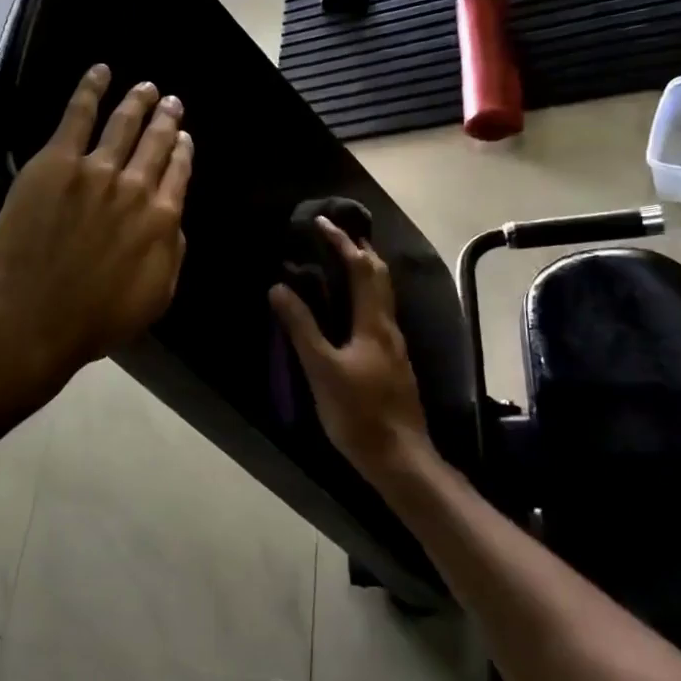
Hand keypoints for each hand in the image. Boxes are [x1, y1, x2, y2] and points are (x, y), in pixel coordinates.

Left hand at [0, 65, 192, 397]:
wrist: (36, 318)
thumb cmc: (97, 318)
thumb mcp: (156, 296)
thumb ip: (173, 252)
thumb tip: (175, 219)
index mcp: (163, 219)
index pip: (179, 172)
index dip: (183, 152)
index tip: (184, 138)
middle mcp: (136, 187)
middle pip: (157, 142)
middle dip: (167, 119)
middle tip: (172, 102)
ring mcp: (95, 170)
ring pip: (124, 124)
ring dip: (138, 101)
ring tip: (147, 87)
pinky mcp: (55, 163)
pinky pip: (77, 115)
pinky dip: (91, 89)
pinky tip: (101, 71)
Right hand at [269, 217, 434, 484]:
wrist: (400, 458)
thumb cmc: (358, 413)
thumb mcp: (322, 369)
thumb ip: (301, 327)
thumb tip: (279, 287)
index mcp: (374, 322)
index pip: (361, 268)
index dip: (341, 242)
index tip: (320, 222)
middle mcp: (388, 326)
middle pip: (379, 275)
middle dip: (359, 248)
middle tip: (334, 233)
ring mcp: (394, 345)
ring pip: (382, 294)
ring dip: (364, 269)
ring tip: (340, 260)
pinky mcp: (392, 361)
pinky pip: (378, 311)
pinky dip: (364, 293)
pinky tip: (350, 307)